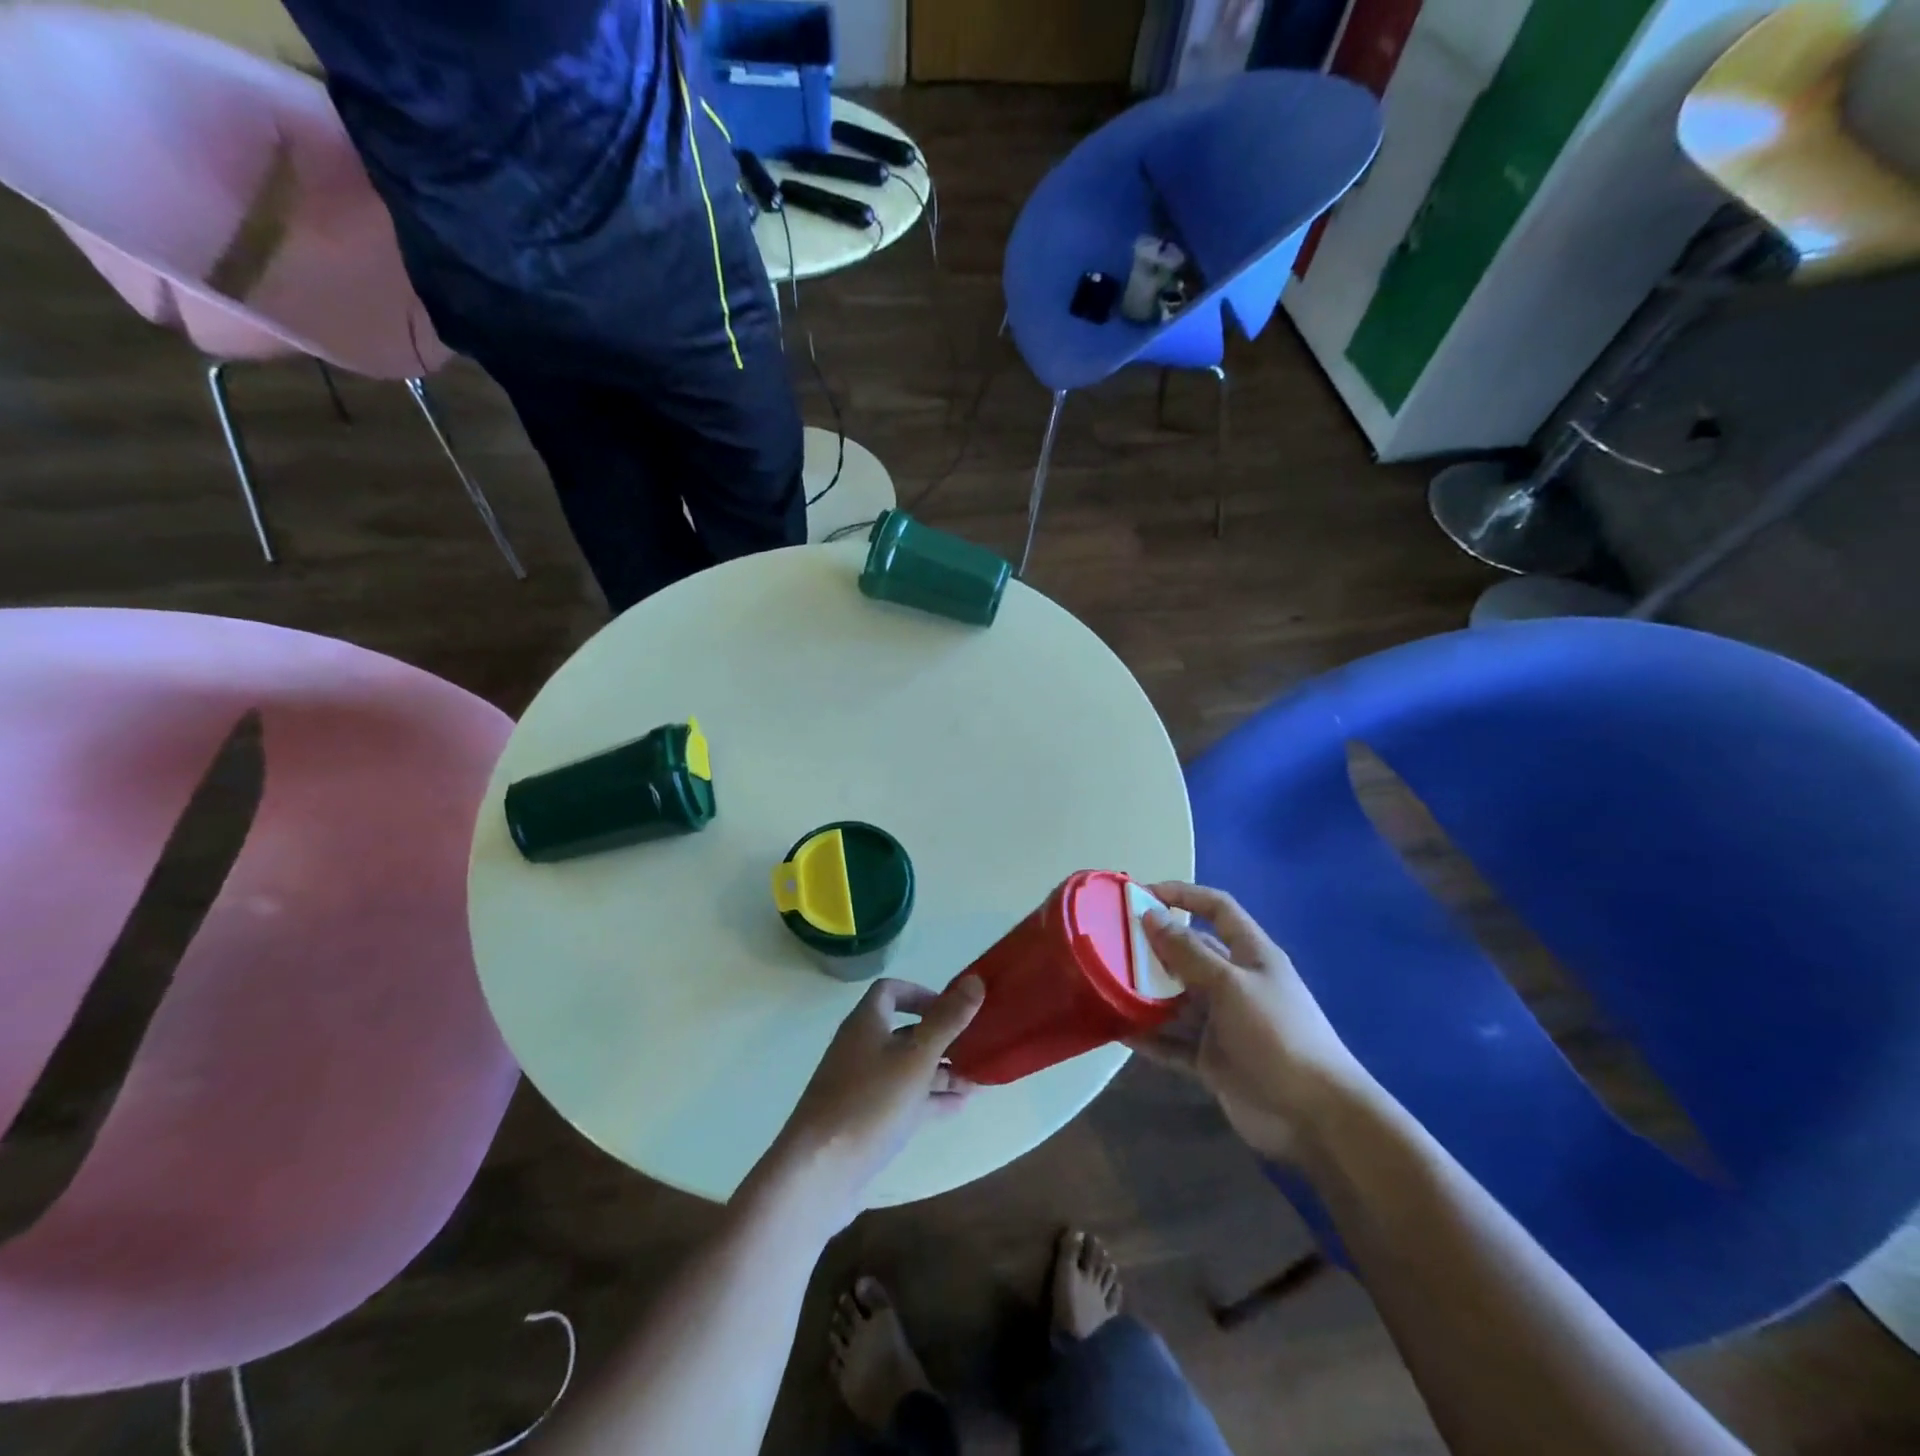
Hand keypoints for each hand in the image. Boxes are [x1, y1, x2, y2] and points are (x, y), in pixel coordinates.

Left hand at [753, 976, 984, 1232]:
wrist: (818, 1175)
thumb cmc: (869, 1103)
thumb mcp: (916, 1058)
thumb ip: (946, 1020)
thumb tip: (975, 979)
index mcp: (866, 1024)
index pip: (891, 991)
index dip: (921, 993)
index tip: (952, 1008)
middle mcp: (861, 1049)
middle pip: (903, 1032)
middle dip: (940, 1038)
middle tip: (975, 1046)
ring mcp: (861, 1087)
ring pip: (906, 1069)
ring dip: (940, 1071)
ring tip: (977, 1080)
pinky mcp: (864, 1122)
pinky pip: (903, 1100)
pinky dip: (929, 1099)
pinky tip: (958, 1107)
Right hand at [1133, 882, 1374, 1159]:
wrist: (1315, 1118)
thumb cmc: (1277, 1035)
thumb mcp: (1231, 985)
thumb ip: (1188, 953)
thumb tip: (1150, 916)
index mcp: (1251, 955)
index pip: (1217, 909)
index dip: (1183, 896)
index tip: (1142, 895)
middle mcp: (1235, 983)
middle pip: (1189, 954)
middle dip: (1153, 948)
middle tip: (1110, 944)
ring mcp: (1222, 1023)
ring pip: (1176, 999)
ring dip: (1145, 993)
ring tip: (1105, 985)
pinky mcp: (1212, 1059)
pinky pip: (1173, 1041)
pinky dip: (1149, 1037)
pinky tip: (1118, 1031)